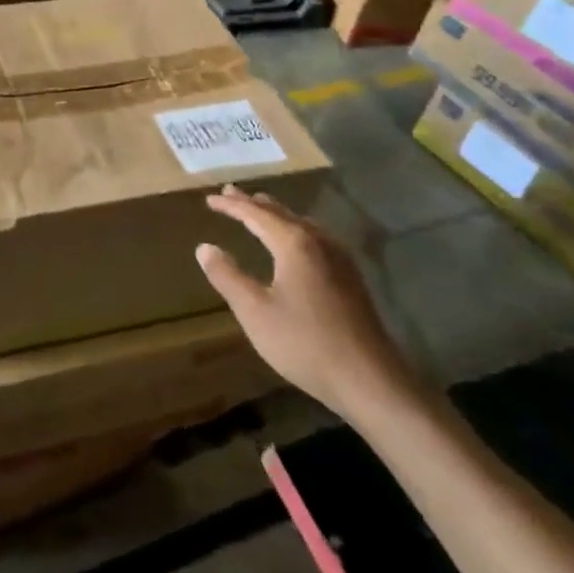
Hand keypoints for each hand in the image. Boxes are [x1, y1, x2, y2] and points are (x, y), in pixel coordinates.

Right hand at [196, 186, 420, 422]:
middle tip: (231, 193)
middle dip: (254, 203)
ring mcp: (340, 259)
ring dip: (276, 215)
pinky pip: (316, 238)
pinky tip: (295, 242)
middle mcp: (319, 242)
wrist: (369, 380)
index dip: (231, 206)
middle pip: (282, 213)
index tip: (210, 199)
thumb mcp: (254, 311)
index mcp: (295, 244)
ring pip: (302, 224)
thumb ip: (227, 276)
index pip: (256, 214)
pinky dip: (295, 229)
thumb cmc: (304, 343)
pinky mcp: (351, 278)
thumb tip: (205, 248)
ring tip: (260, 209)